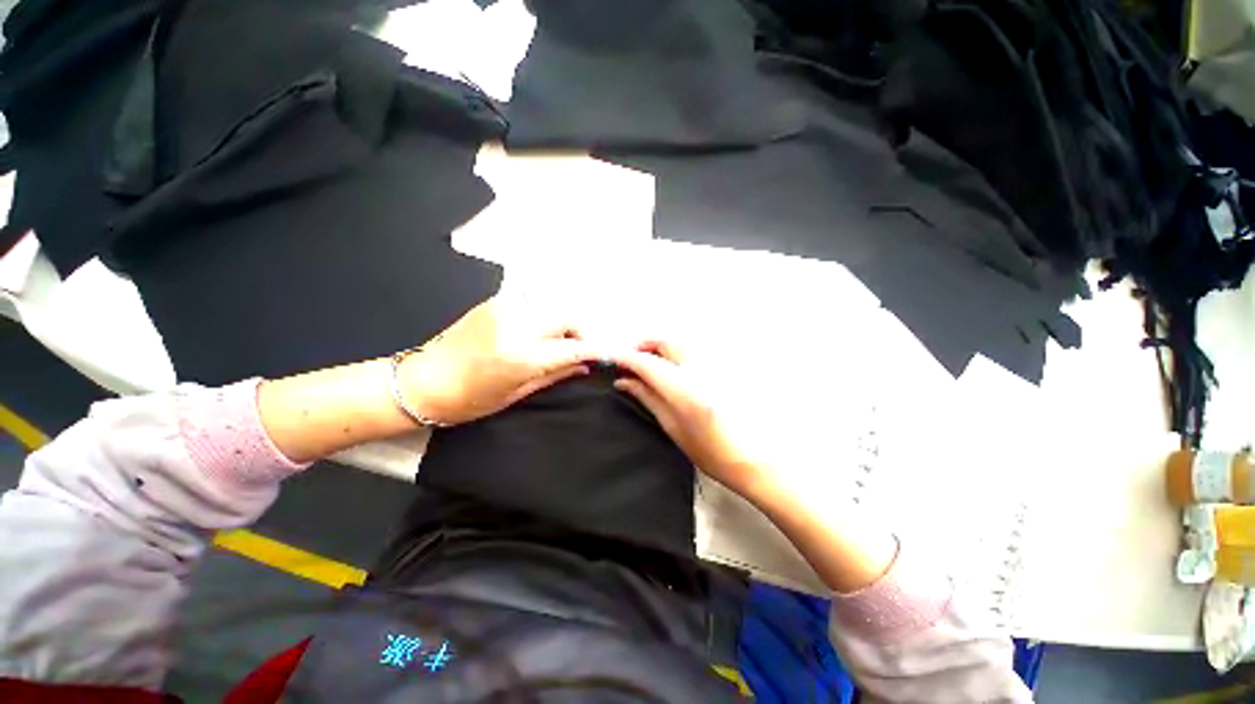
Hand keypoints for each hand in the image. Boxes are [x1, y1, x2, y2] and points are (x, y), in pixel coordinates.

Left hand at [399, 295, 602, 425]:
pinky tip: (536, 334)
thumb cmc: (469, 399)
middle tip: (579, 350)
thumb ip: (556, 375)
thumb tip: (585, 366)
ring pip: (551, 308)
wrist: (421, 381)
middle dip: (580, 332)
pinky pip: (532, 306)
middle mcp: (517, 325)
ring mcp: (505, 308)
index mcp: (522, 355)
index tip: (606, 354)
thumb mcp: (517, 393)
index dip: (594, 349)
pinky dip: (543, 319)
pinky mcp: (495, 302)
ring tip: (558, 343)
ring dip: (562, 324)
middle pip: (567, 317)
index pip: (572, 347)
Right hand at [611, 340, 899, 592]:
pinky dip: (675, 353)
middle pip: (665, 341)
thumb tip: (624, 381)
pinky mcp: (723, 366)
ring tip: (648, 365)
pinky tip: (671, 369)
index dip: (624, 357)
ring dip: (659, 347)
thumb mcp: (674, 428)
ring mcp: (714, 364)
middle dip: (643, 345)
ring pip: (679, 342)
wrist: (758, 459)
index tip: (610, 359)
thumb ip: (648, 398)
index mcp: (684, 388)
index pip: (646, 362)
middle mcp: (700, 368)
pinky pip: (692, 351)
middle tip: (630, 362)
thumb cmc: (713, 453)